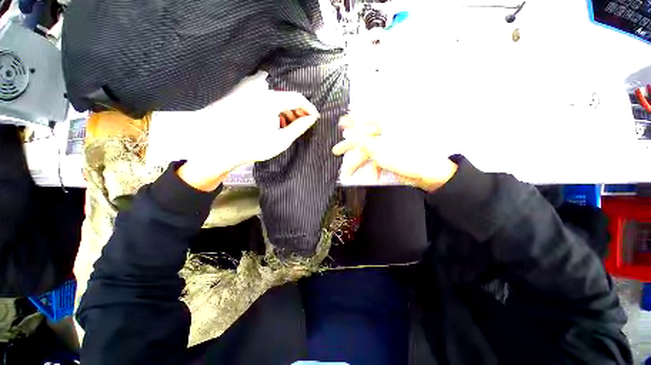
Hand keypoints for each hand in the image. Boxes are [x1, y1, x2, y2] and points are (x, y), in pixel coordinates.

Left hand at [178, 88, 319, 191]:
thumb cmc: (254, 145)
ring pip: (278, 100)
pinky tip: (276, 124)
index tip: (315, 118)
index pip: (297, 98)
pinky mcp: (246, 99)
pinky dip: (276, 112)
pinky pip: (267, 102)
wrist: (222, 147)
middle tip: (303, 125)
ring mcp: (252, 95)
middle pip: (287, 98)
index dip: (309, 108)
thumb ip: (299, 127)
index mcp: (271, 100)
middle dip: (298, 111)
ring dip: (287, 112)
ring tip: (290, 127)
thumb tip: (311, 119)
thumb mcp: (281, 139)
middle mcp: (261, 93)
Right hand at [331, 115, 457, 191]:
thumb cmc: (402, 155)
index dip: (351, 120)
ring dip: (359, 162)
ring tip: (348, 172)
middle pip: (363, 137)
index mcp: (387, 122)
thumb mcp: (377, 147)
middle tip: (336, 151)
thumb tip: (348, 134)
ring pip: (368, 151)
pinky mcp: (391, 155)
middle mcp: (387, 130)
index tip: (340, 123)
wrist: (425, 172)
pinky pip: (376, 159)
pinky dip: (373, 168)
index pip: (364, 117)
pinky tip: (373, 176)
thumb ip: (360, 141)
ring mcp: (389, 144)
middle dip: (349, 147)